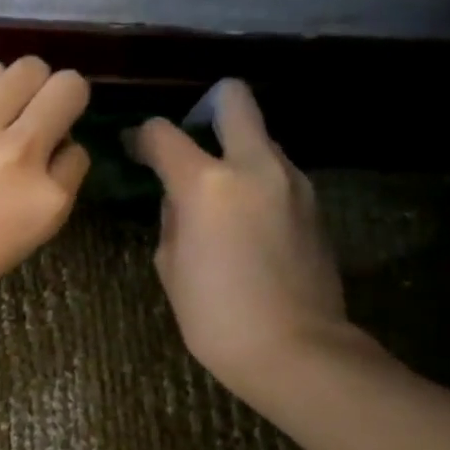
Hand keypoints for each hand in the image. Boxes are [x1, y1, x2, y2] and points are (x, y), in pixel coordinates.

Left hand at [0, 57, 90, 330]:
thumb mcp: (21, 241)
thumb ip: (43, 192)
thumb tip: (50, 149)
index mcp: (47, 200)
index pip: (79, 152)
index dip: (61, 154)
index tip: (43, 162)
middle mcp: (21, 152)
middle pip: (67, 88)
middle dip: (57, 99)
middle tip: (34, 115)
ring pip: (24, 69)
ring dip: (19, 87)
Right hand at [131, 79, 357, 411]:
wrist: (295, 349)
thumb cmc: (215, 316)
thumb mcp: (170, 266)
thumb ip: (171, 218)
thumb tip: (179, 198)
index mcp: (206, 183)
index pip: (164, 133)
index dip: (142, 137)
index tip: (135, 149)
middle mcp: (254, 166)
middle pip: (234, 99)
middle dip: (207, 107)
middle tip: (191, 143)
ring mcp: (292, 181)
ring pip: (260, 138)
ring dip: (235, 152)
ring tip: (219, 195)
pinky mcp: (314, 203)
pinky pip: (277, 172)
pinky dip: (257, 181)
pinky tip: (246, 220)